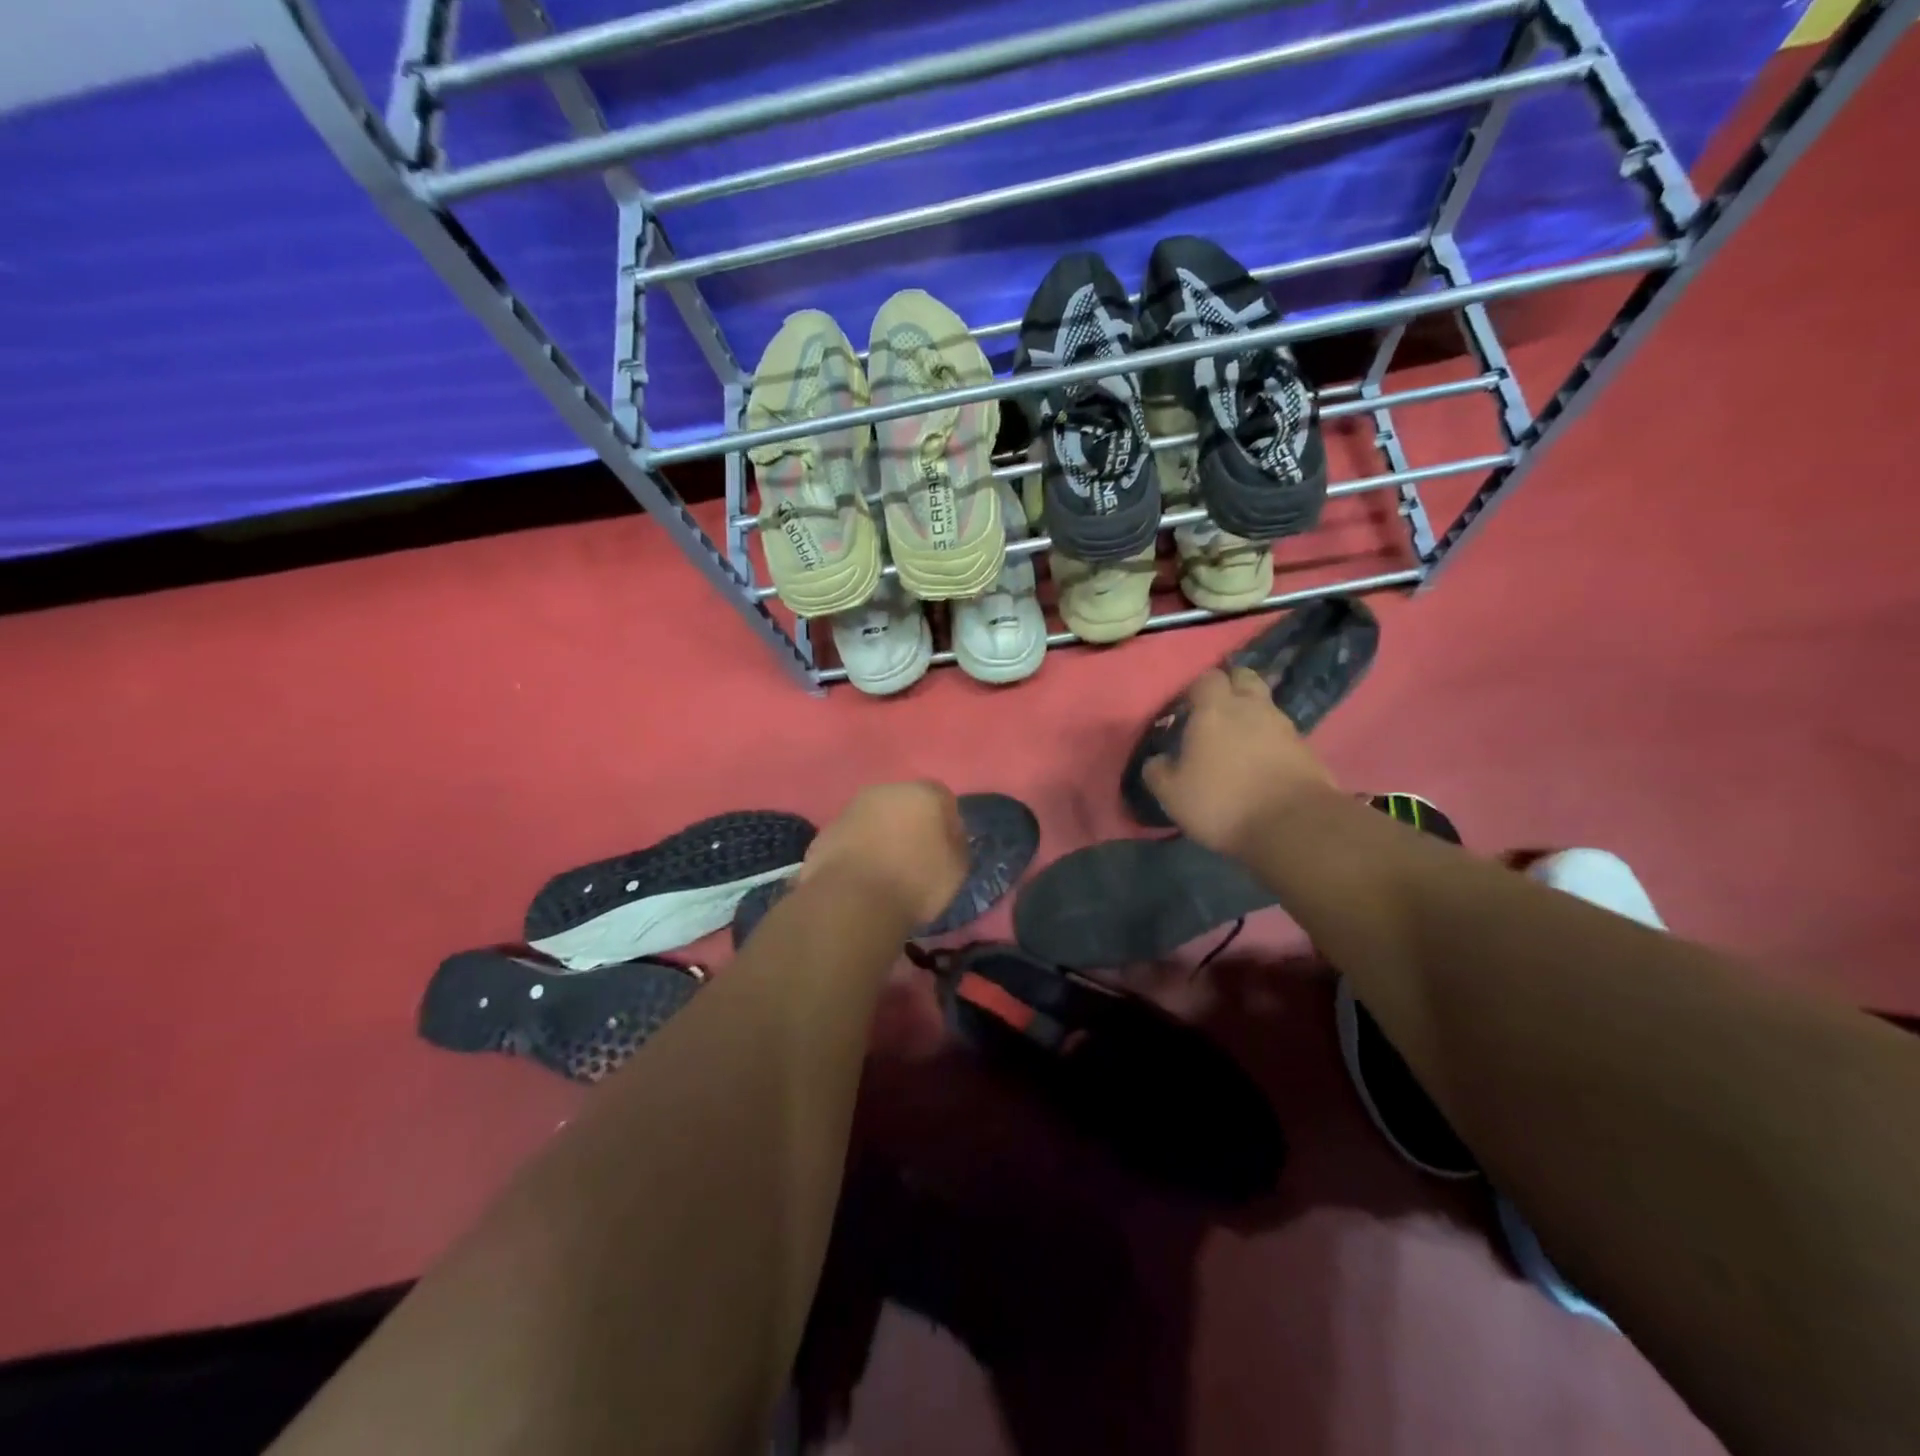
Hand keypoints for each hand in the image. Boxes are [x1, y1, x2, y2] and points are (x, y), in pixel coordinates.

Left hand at [798, 782, 969, 927]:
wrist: (853, 900)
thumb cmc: (916, 881)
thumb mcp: (957, 868)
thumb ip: (957, 843)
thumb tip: (949, 835)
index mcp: (924, 793)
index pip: (942, 797)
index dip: (945, 822)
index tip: (945, 848)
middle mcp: (886, 790)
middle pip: (904, 803)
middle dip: (910, 824)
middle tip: (915, 858)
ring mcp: (851, 809)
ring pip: (874, 818)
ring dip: (881, 836)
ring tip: (885, 871)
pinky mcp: (826, 831)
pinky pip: (851, 838)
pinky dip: (857, 851)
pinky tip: (861, 878)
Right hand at [1142, 667, 1336, 858]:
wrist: (1293, 826)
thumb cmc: (1222, 802)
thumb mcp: (1173, 794)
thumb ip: (1158, 771)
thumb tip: (1157, 760)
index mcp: (1215, 710)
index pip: (1207, 678)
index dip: (1196, 689)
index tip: (1186, 708)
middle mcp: (1252, 708)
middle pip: (1244, 678)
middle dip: (1231, 686)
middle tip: (1217, 711)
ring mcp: (1284, 726)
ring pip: (1266, 705)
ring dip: (1253, 715)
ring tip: (1239, 740)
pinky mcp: (1306, 749)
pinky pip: (1282, 734)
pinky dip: (1271, 741)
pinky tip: (1261, 762)